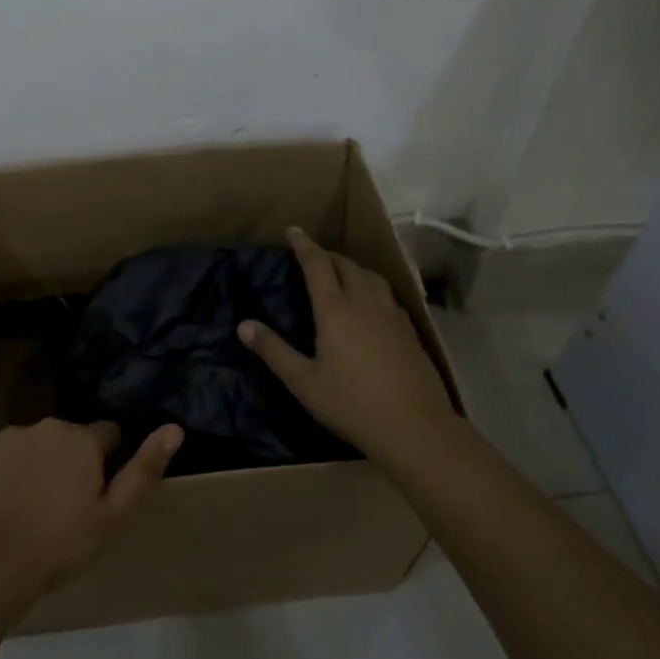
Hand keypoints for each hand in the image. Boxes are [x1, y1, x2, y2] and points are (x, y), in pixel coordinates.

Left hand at [0, 417, 181, 608]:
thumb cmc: (58, 546)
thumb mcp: (112, 518)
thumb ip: (143, 470)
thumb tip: (175, 428)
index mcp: (83, 440)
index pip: (108, 434)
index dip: (108, 461)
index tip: (99, 493)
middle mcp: (50, 426)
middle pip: (71, 438)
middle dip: (73, 461)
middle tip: (66, 506)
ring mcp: (13, 435)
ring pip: (38, 445)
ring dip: (42, 464)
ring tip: (33, 509)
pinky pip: (8, 453)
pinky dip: (11, 470)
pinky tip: (6, 504)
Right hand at [240, 227, 454, 469]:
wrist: (415, 427)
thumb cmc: (352, 405)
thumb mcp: (304, 383)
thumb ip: (274, 351)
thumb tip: (243, 325)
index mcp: (335, 310)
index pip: (317, 264)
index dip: (304, 245)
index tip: (292, 230)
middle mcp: (364, 303)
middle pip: (345, 264)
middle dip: (326, 254)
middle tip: (311, 255)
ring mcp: (391, 314)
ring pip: (370, 275)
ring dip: (351, 266)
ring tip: (340, 271)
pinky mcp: (409, 329)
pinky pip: (386, 293)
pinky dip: (370, 284)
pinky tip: (370, 302)